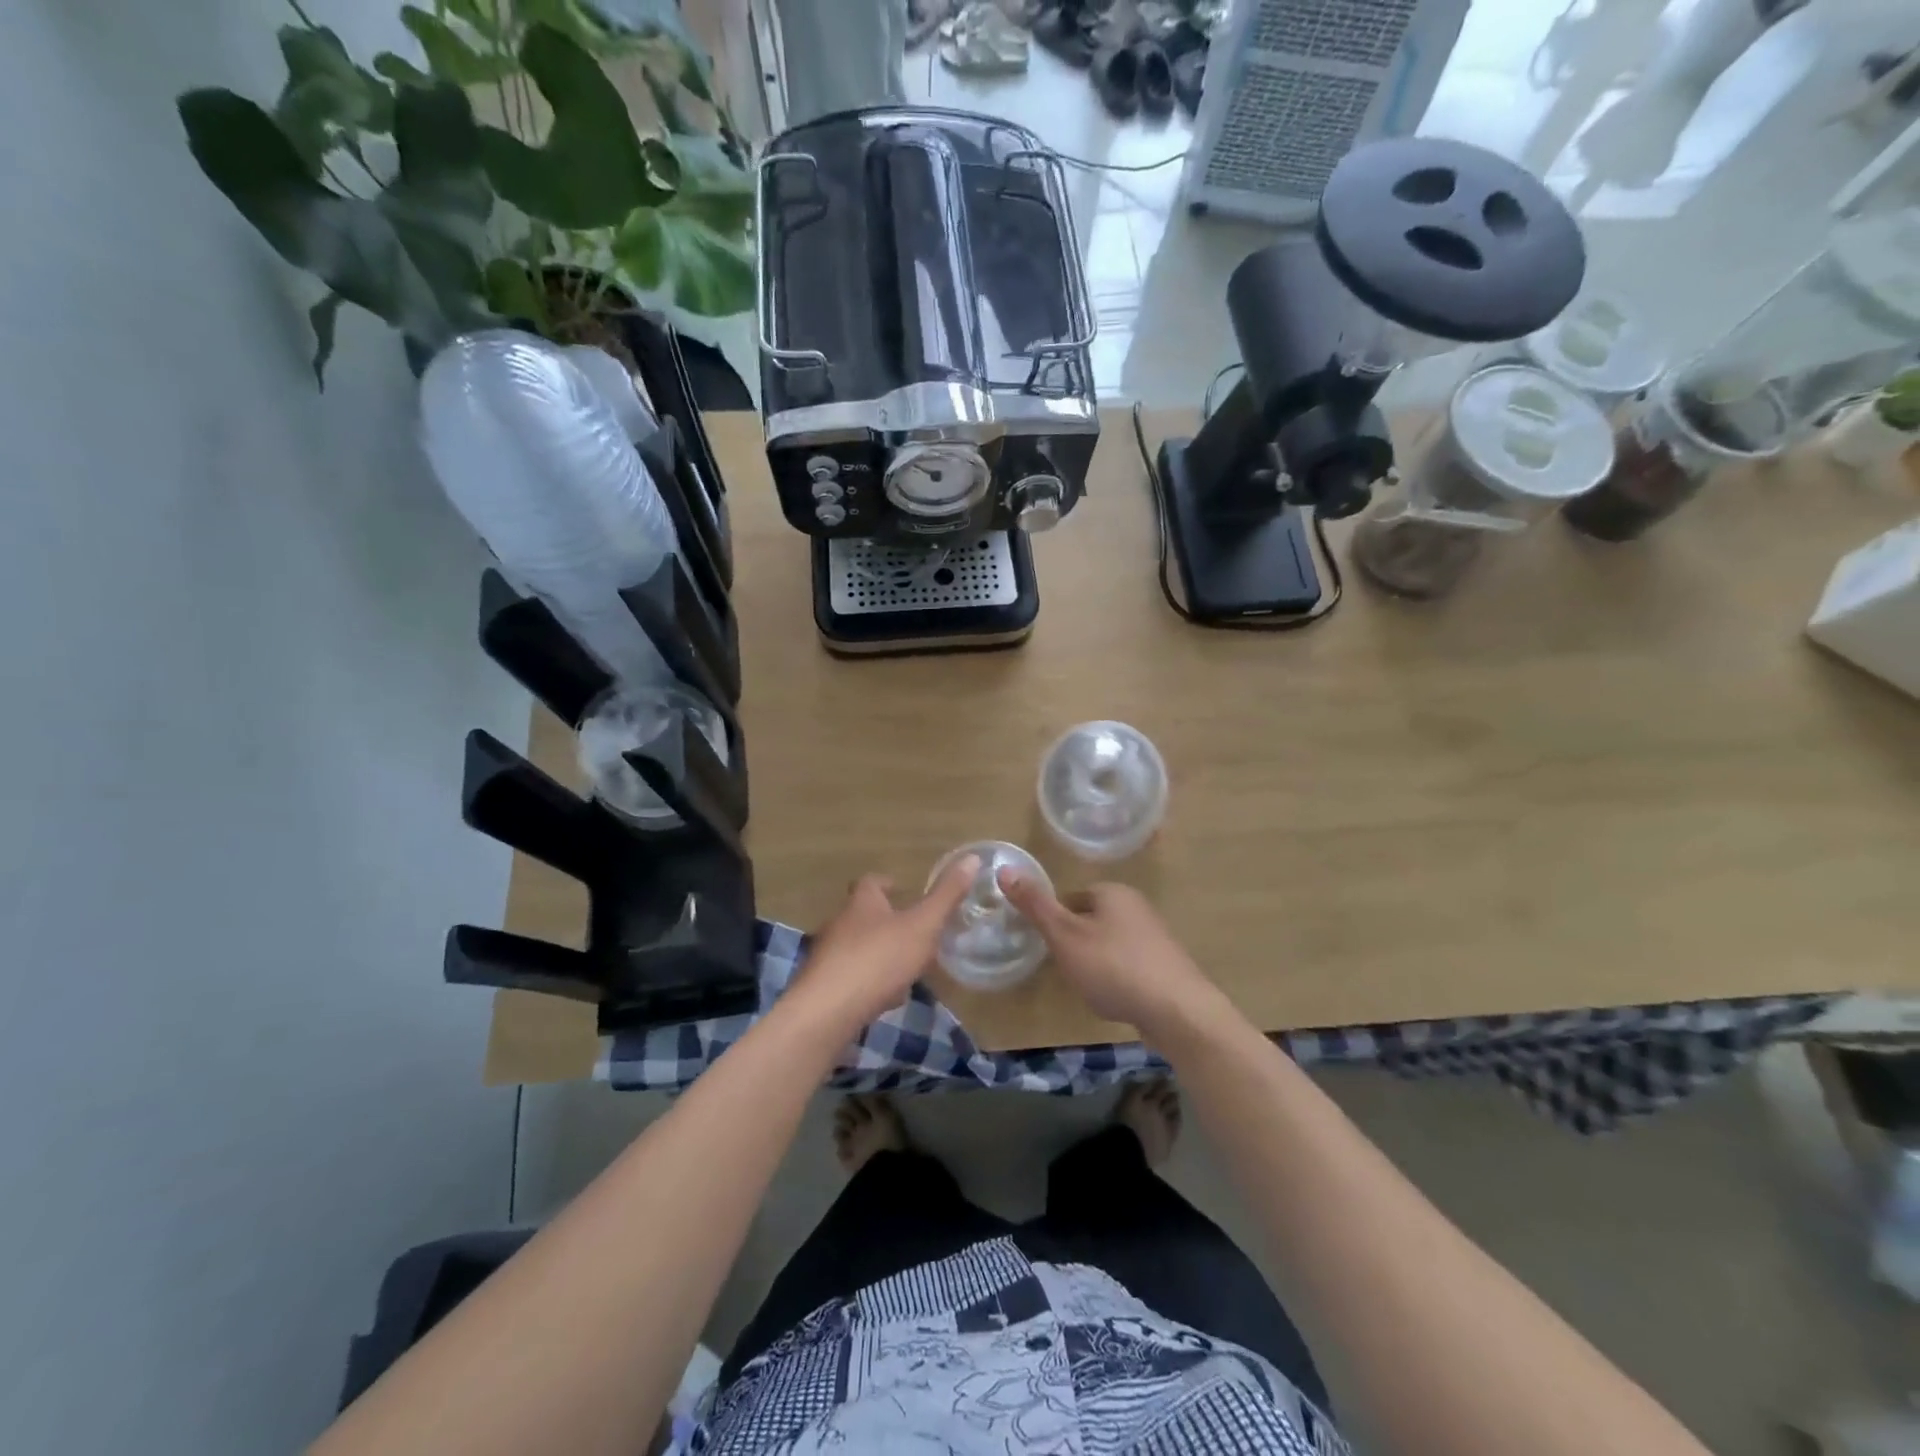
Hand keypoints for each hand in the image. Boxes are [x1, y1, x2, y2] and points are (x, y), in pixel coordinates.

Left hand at [794, 857, 978, 1034]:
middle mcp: (840, 924)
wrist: (828, 1011)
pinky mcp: (824, 987)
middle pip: (862, 915)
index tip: (901, 888)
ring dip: (878, 953)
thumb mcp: (922, 926)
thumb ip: (946, 896)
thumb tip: (972, 858)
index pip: (871, 883)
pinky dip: (868, 982)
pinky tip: (886, 998)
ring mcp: (828, 957)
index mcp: (862, 903)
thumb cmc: (879, 959)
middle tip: (911, 930)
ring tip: (904, 966)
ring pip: (857, 948)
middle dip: (884, 920)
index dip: (886, 883)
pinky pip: (851, 978)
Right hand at [998, 874, 1222, 1041]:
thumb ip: (1035, 905)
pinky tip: (1115, 999)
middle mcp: (1137, 906)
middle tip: (1066, 969)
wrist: (1178, 1011)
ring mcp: (1155, 936)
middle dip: (1075, 944)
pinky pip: (1129, 965)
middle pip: (1091, 920)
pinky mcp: (1166, 965)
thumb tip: (1004, 869)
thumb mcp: (1064, 935)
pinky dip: (1117, 978)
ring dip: (1096, 963)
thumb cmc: (1113, 967)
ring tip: (1089, 987)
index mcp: (1112, 892)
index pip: (1071, 898)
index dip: (1055, 923)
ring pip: (1110, 944)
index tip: (1049, 948)